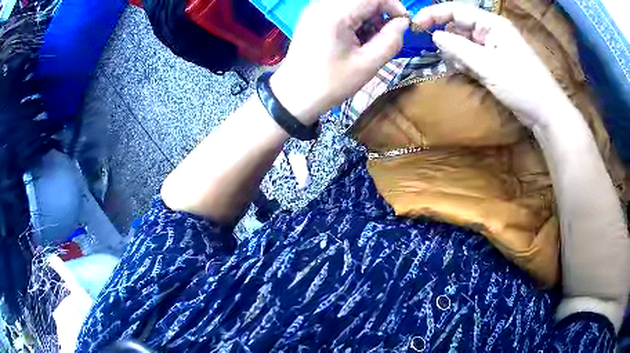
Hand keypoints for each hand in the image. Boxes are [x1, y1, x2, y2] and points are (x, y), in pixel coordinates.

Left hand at [270, 0, 408, 124]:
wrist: (294, 95)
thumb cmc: (331, 83)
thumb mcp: (368, 65)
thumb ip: (391, 40)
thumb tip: (403, 23)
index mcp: (336, 14)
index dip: (394, 6)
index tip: (403, 24)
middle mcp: (323, 5)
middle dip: (380, 13)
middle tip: (385, 36)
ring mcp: (315, 8)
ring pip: (353, 3)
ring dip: (368, 17)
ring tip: (369, 41)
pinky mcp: (313, 15)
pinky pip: (341, 8)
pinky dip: (355, 19)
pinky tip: (355, 38)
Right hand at [413, 3, 571, 129]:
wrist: (545, 112)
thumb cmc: (521, 85)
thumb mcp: (488, 65)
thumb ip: (459, 48)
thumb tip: (435, 36)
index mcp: (492, 24)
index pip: (456, 11)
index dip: (434, 15)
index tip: (416, 25)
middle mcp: (492, 32)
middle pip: (460, 25)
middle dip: (447, 36)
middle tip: (437, 52)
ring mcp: (495, 47)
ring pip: (466, 42)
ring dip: (457, 52)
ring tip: (457, 65)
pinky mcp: (496, 62)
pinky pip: (474, 56)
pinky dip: (466, 62)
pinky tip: (466, 71)